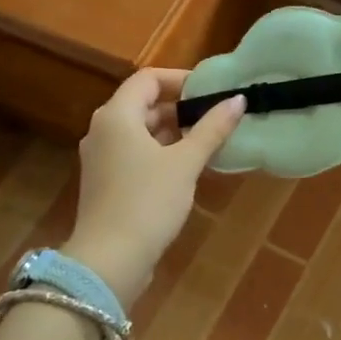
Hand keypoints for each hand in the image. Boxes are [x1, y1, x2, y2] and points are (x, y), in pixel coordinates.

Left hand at [62, 69, 244, 306]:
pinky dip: (160, 153)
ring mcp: (101, 158)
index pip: (147, 79)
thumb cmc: (147, 202)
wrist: (109, 260)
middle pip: (143, 104)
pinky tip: (187, 169)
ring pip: (140, 132)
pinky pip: (135, 155)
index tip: (211, 92)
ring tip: (209, 142)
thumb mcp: (185, 163)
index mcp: (116, 116)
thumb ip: (212, 129)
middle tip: (216, 118)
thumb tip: (238, 99)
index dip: (180, 80)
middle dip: (180, 109)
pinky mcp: (106, 183)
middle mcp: (103, 131)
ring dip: (173, 133)